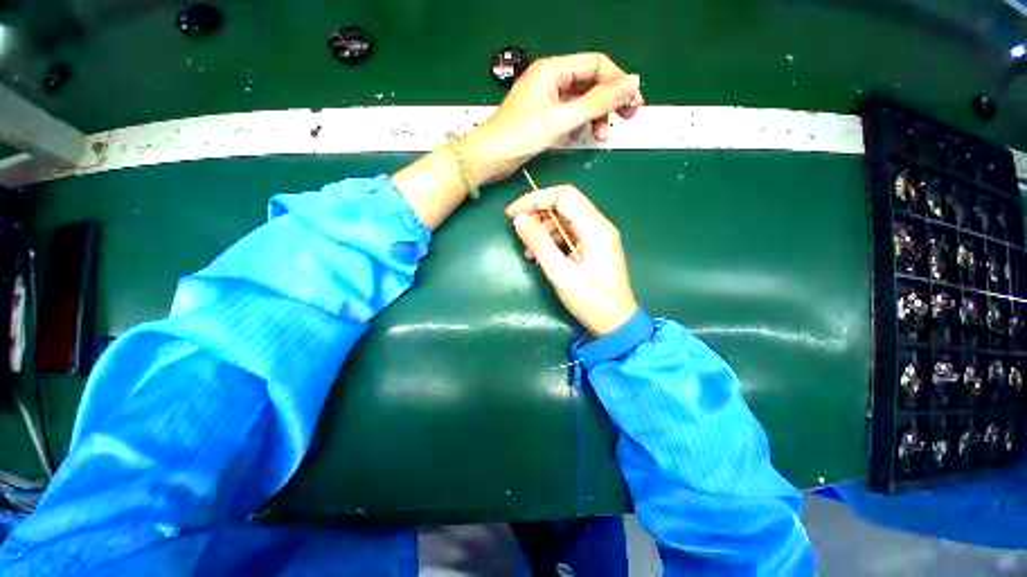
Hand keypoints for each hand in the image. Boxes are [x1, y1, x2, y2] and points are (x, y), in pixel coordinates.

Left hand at [463, 53, 643, 183]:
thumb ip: (597, 102)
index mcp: (553, 70)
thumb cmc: (519, 137)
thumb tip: (632, 83)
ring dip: (595, 117)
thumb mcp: (561, 119)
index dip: (618, 81)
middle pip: (590, 83)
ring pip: (580, 102)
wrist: (489, 159)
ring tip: (601, 137)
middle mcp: (551, 80)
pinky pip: (569, 116)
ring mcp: (546, 100)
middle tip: (625, 119)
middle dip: (609, 101)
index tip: (633, 103)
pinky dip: (579, 125)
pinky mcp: (543, 118)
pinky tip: (580, 137)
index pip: (596, 65)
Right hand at [506, 185, 638, 336]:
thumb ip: (540, 244)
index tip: (513, 213)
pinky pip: (569, 233)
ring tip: (528, 249)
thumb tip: (520, 219)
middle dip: (538, 211)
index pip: (563, 196)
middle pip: (565, 204)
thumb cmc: (590, 301)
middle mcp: (599, 226)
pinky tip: (541, 255)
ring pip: (565, 218)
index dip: (535, 199)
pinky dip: (552, 239)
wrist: (616, 322)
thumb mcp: (560, 274)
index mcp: (595, 229)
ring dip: (544, 228)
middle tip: (518, 227)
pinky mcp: (594, 246)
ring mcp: (598, 236)